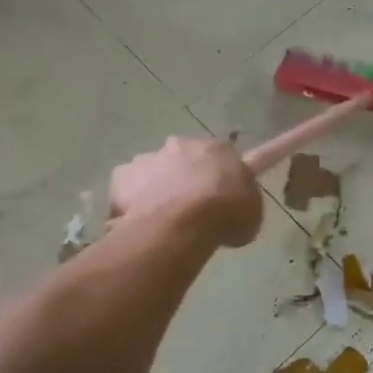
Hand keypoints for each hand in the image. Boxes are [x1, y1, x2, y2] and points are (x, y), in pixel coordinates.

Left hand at [107, 137, 262, 248]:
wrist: (184, 223)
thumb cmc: (227, 213)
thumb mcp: (251, 211)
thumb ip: (239, 200)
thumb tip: (229, 204)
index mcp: (217, 149)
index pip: (224, 154)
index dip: (222, 172)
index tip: (221, 187)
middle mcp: (180, 145)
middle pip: (182, 160)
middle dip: (184, 178)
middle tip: (190, 208)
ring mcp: (147, 159)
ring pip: (152, 173)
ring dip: (157, 190)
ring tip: (161, 222)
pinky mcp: (121, 177)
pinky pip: (126, 193)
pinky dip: (130, 206)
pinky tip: (138, 226)